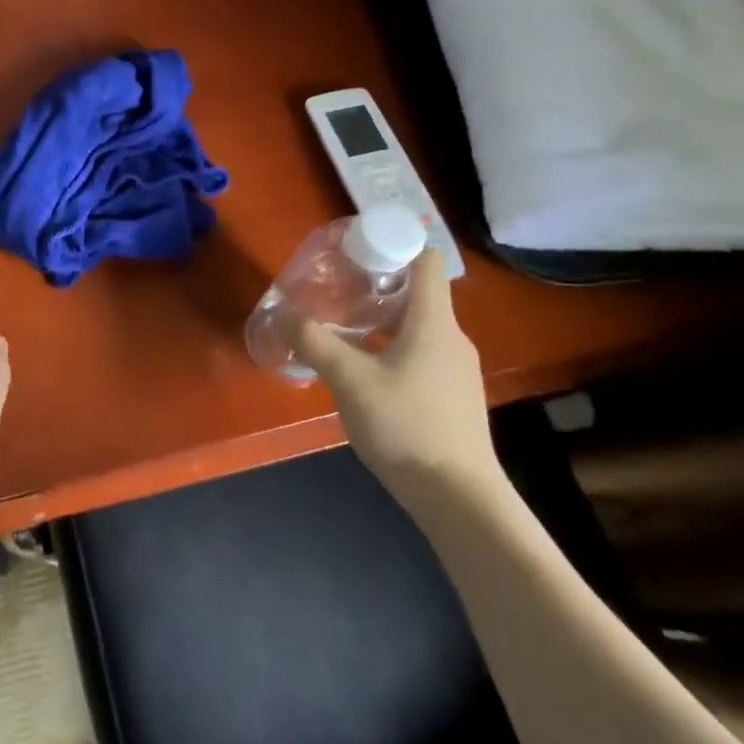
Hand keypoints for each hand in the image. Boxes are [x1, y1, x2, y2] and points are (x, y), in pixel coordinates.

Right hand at [294, 250, 501, 508]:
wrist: (458, 499)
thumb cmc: (406, 426)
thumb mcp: (349, 379)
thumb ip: (314, 342)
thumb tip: (285, 314)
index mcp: (434, 322)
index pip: (426, 259)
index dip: (394, 244)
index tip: (356, 251)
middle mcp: (451, 337)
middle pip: (417, 292)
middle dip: (375, 284)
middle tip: (335, 289)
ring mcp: (455, 369)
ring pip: (416, 326)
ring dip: (380, 320)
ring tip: (341, 328)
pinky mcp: (452, 395)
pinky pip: (419, 353)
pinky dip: (391, 347)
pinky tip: (363, 370)